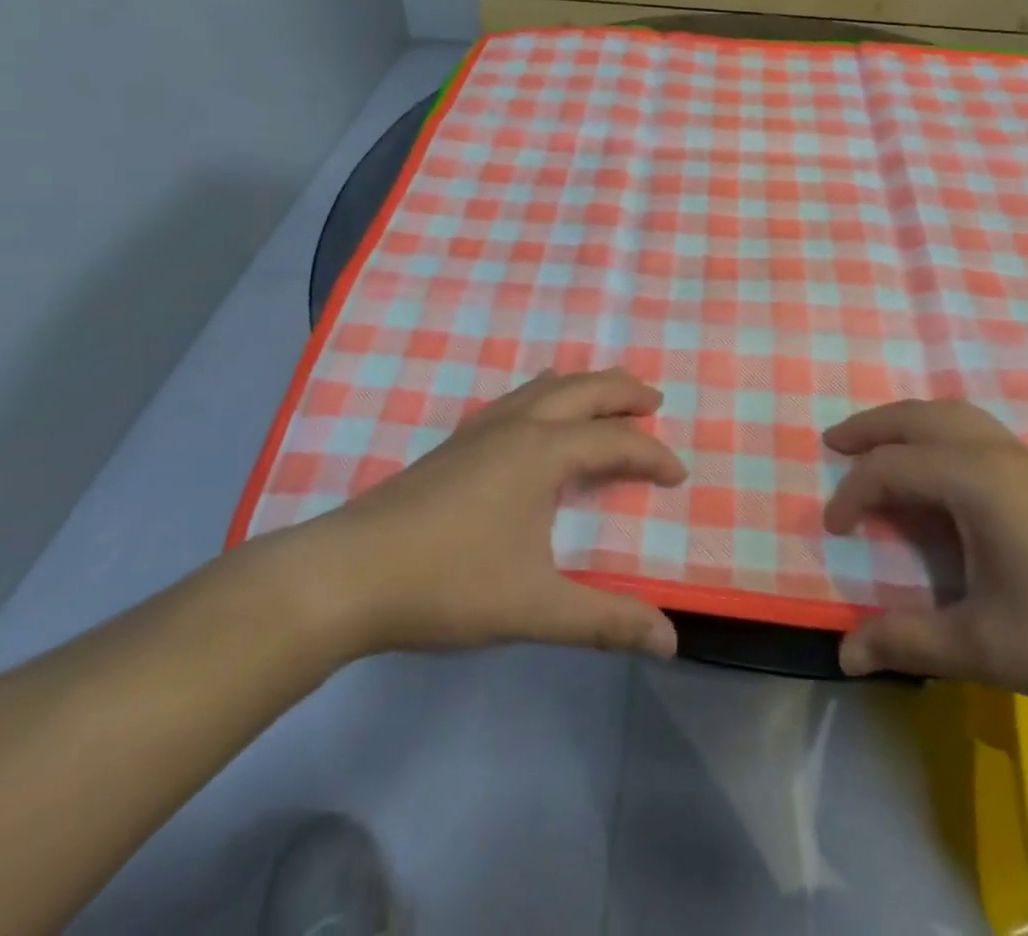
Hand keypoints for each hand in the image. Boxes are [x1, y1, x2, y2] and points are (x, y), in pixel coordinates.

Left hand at [285, 368, 687, 659]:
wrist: (349, 574)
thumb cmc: (448, 583)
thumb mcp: (536, 608)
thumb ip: (605, 620)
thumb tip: (670, 640)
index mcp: (542, 452)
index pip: (614, 442)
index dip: (652, 456)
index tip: (679, 476)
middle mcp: (516, 426)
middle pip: (582, 390)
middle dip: (622, 392)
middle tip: (653, 400)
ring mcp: (480, 430)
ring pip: (543, 387)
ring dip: (582, 387)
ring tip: (603, 399)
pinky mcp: (454, 443)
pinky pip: (515, 400)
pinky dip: (545, 397)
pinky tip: (535, 422)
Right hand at [822, 398, 1027, 720]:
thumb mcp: (990, 646)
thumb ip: (911, 643)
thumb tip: (844, 654)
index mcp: (976, 481)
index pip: (891, 469)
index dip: (852, 496)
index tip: (833, 531)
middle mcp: (999, 455)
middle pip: (920, 416)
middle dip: (871, 426)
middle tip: (834, 443)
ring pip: (956, 417)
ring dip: (910, 424)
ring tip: (883, 449)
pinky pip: (981, 435)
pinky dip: (944, 437)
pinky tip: (948, 477)